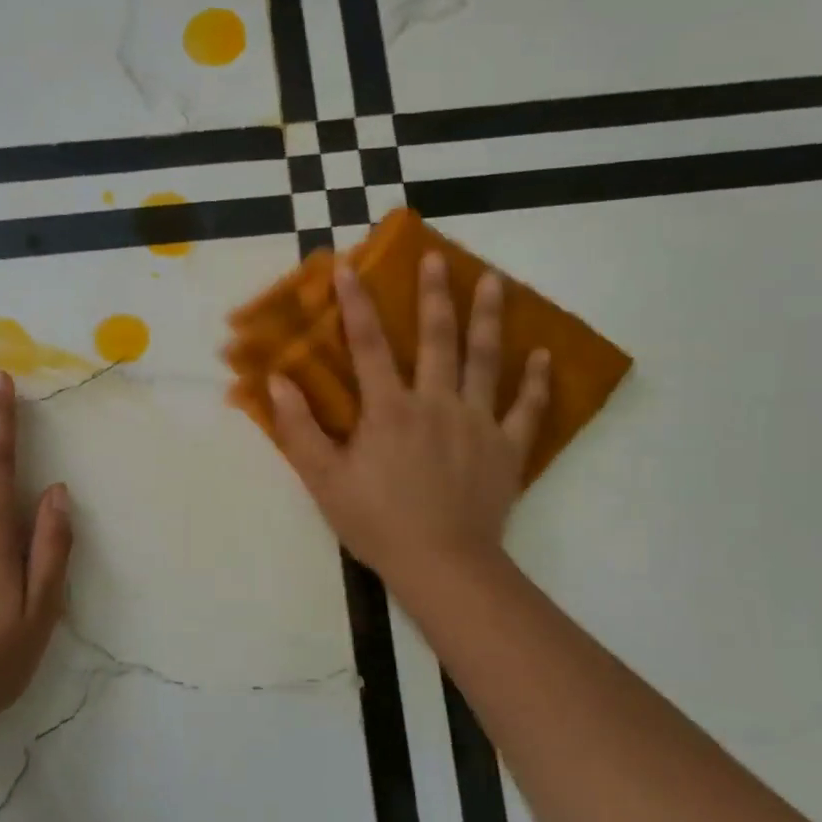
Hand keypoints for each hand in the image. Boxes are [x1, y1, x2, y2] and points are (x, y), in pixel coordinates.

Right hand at [270, 253, 549, 593]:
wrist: (441, 564)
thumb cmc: (376, 522)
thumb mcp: (324, 479)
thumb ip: (299, 428)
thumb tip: (277, 381)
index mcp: (389, 410)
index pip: (367, 346)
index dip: (356, 304)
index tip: (349, 266)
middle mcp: (436, 403)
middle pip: (437, 339)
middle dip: (434, 294)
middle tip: (438, 257)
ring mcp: (478, 423)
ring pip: (486, 360)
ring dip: (489, 317)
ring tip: (494, 281)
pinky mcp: (507, 448)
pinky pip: (527, 408)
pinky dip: (536, 381)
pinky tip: (544, 355)